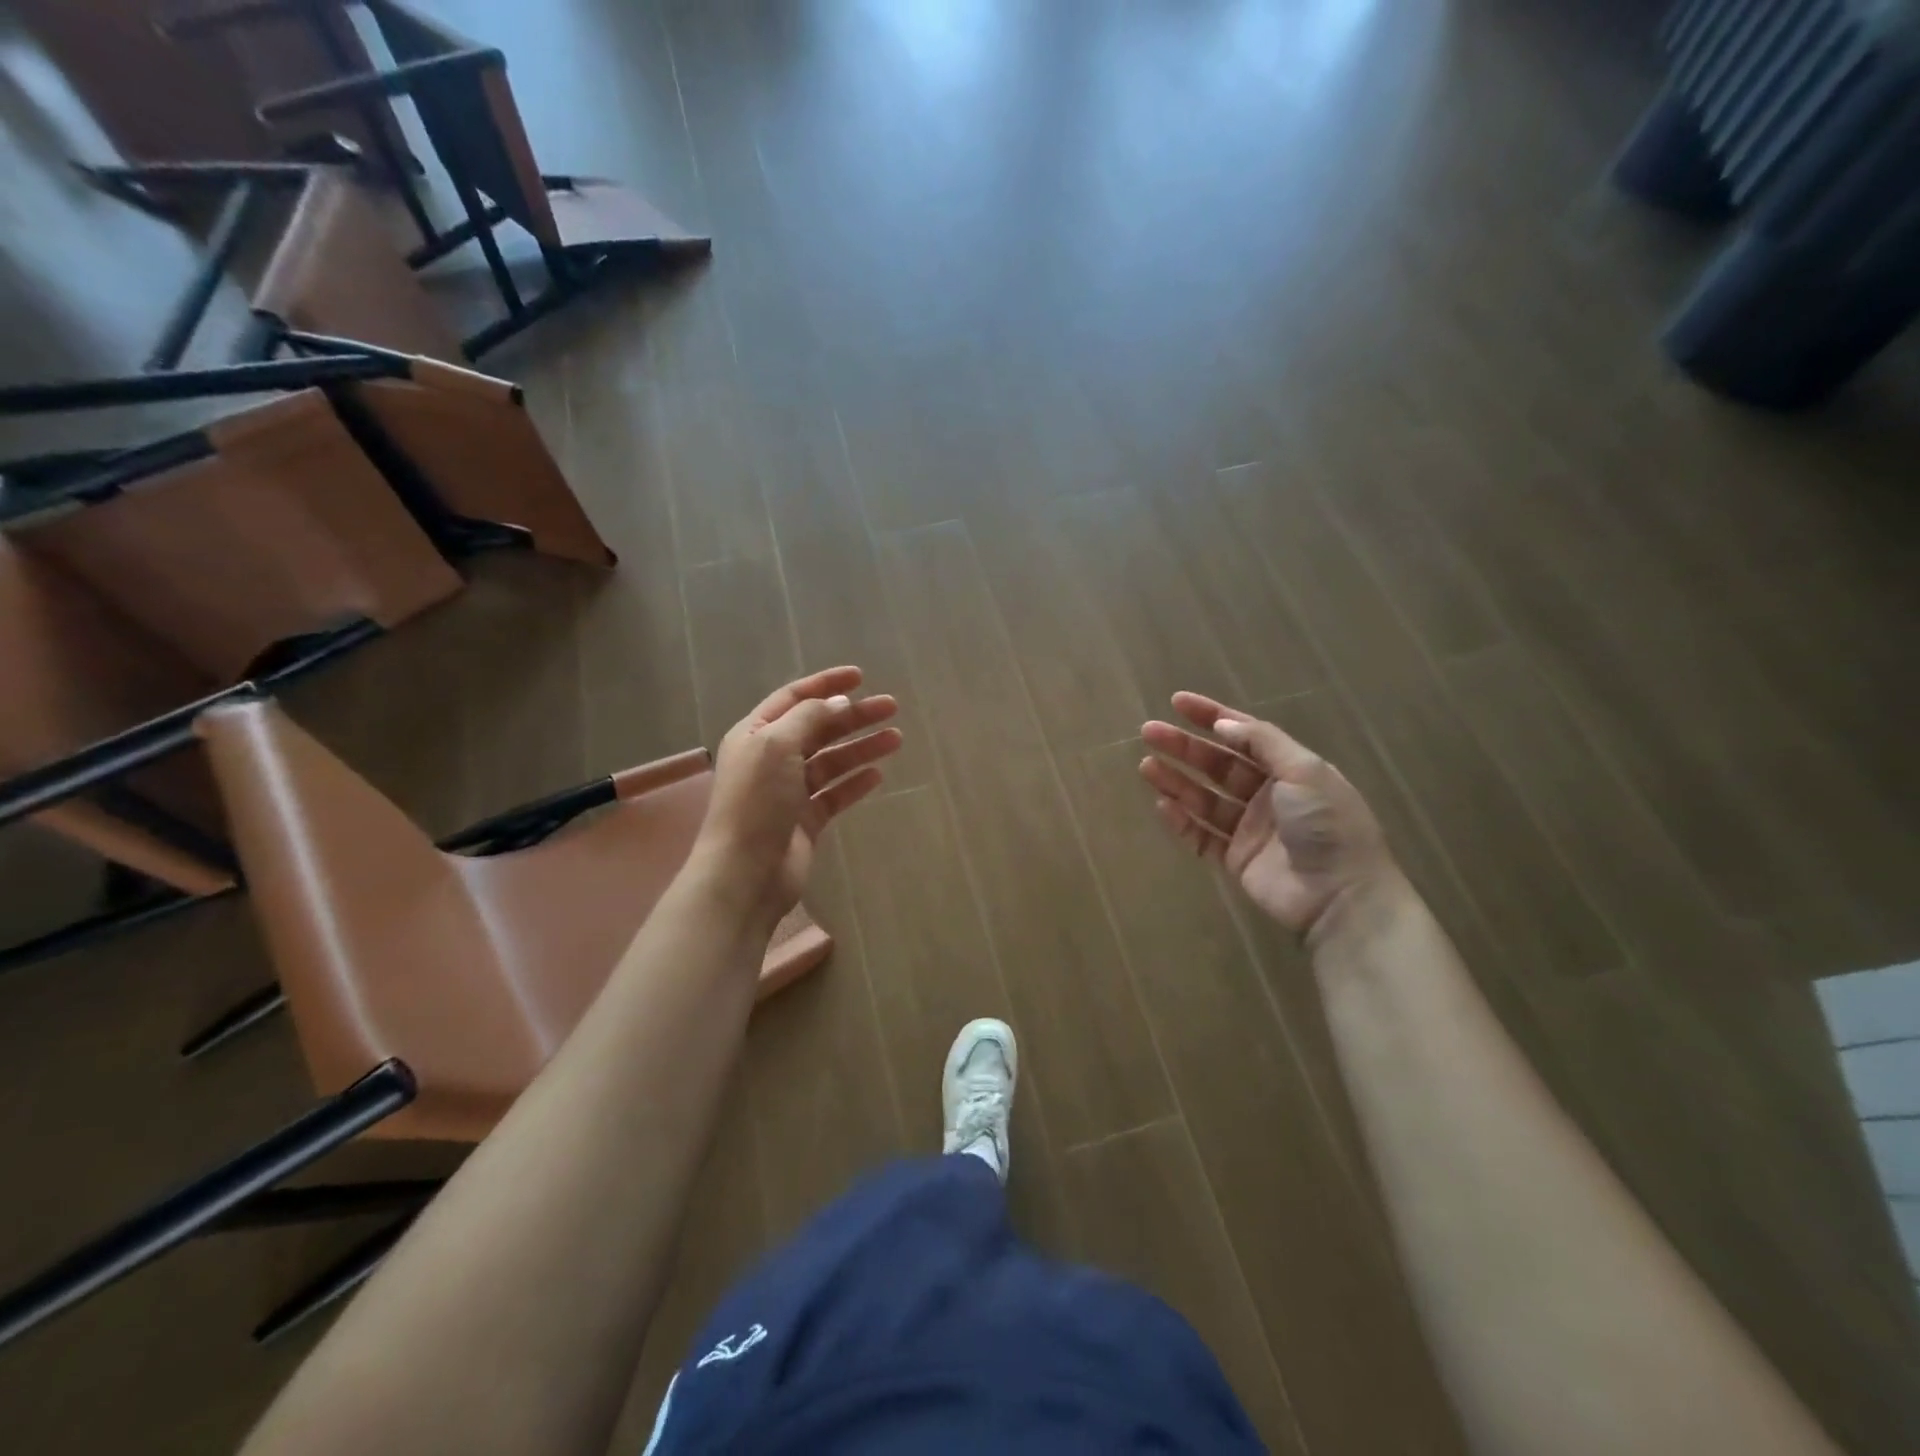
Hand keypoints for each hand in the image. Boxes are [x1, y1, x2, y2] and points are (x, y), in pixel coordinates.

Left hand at [695, 666, 900, 932]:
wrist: (746, 872)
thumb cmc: (756, 801)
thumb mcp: (777, 745)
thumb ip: (810, 718)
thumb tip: (839, 702)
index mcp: (756, 734)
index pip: (794, 698)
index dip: (826, 684)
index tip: (861, 676)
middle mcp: (771, 758)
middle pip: (818, 728)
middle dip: (853, 716)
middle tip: (891, 707)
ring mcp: (789, 791)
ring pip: (832, 761)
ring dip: (861, 747)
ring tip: (896, 738)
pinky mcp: (806, 820)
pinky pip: (835, 794)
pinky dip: (855, 783)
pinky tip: (878, 775)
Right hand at [1139, 691, 1400, 940]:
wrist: (1342, 897)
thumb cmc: (1328, 825)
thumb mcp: (1305, 771)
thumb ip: (1262, 743)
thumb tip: (1222, 725)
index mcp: (1290, 770)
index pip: (1245, 735)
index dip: (1211, 716)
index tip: (1177, 702)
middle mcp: (1268, 795)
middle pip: (1218, 764)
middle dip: (1184, 746)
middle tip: (1149, 732)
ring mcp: (1250, 829)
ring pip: (1205, 798)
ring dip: (1176, 780)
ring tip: (1146, 766)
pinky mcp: (1237, 860)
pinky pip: (1202, 836)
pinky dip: (1182, 822)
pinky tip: (1163, 805)